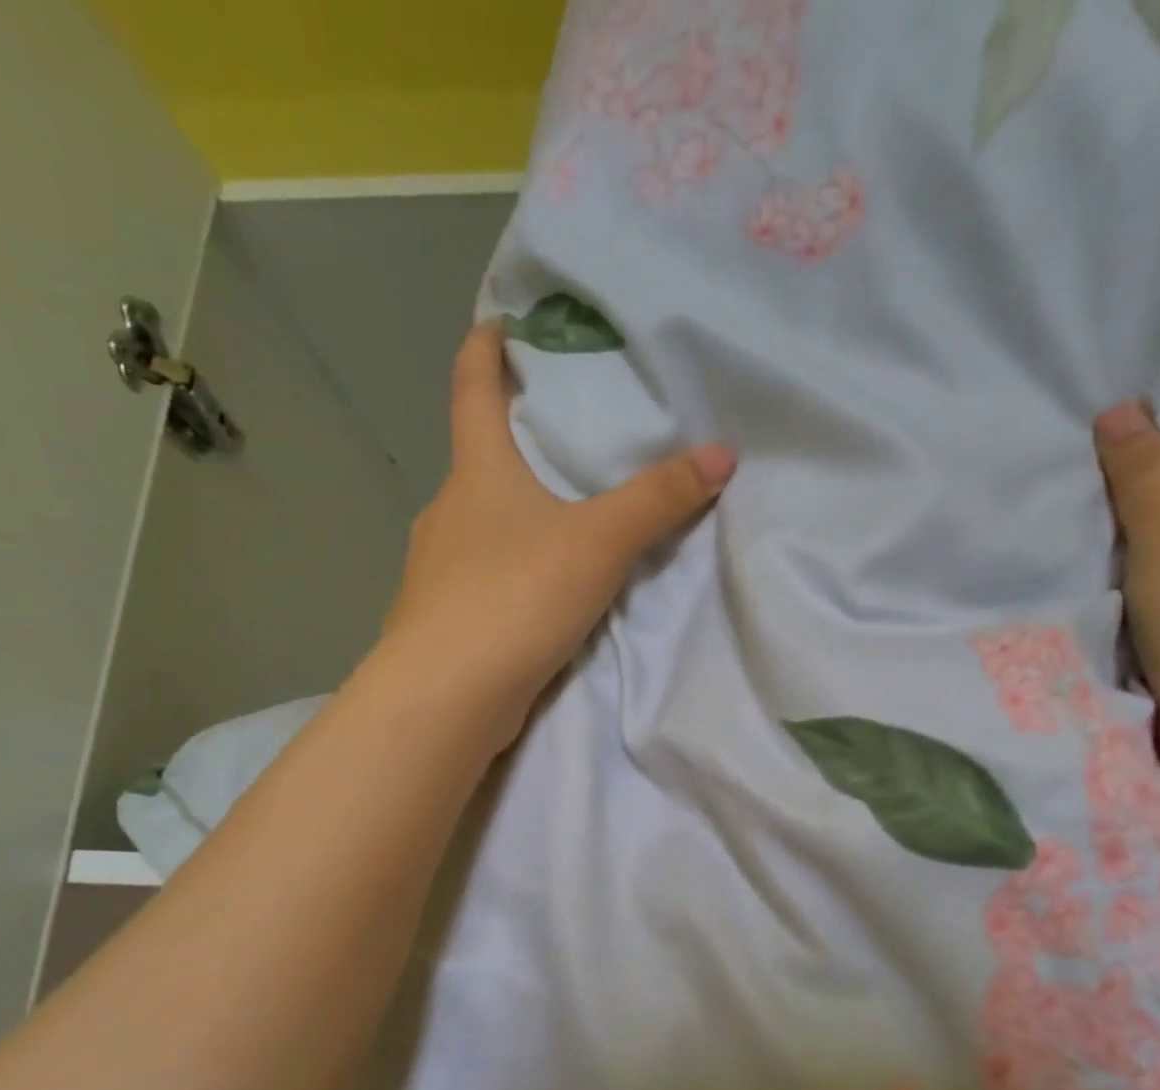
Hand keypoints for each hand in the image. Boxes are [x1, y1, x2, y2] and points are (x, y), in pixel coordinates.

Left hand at [381, 322, 737, 753]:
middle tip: (562, 439)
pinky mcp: (443, 619)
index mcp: (477, 474)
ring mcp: (437, 569)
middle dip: (513, 444)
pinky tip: (536, 593)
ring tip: (560, 522)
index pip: (472, 390)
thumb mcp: (599, 544)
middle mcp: (448, 512)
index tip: (499, 324)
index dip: (484, 350)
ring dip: (513, 516)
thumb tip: (722, 453)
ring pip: (479, 526)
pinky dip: (508, 570)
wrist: (447, 696)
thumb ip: (659, 501)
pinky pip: (481, 577)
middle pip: (478, 461)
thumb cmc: (516, 596)